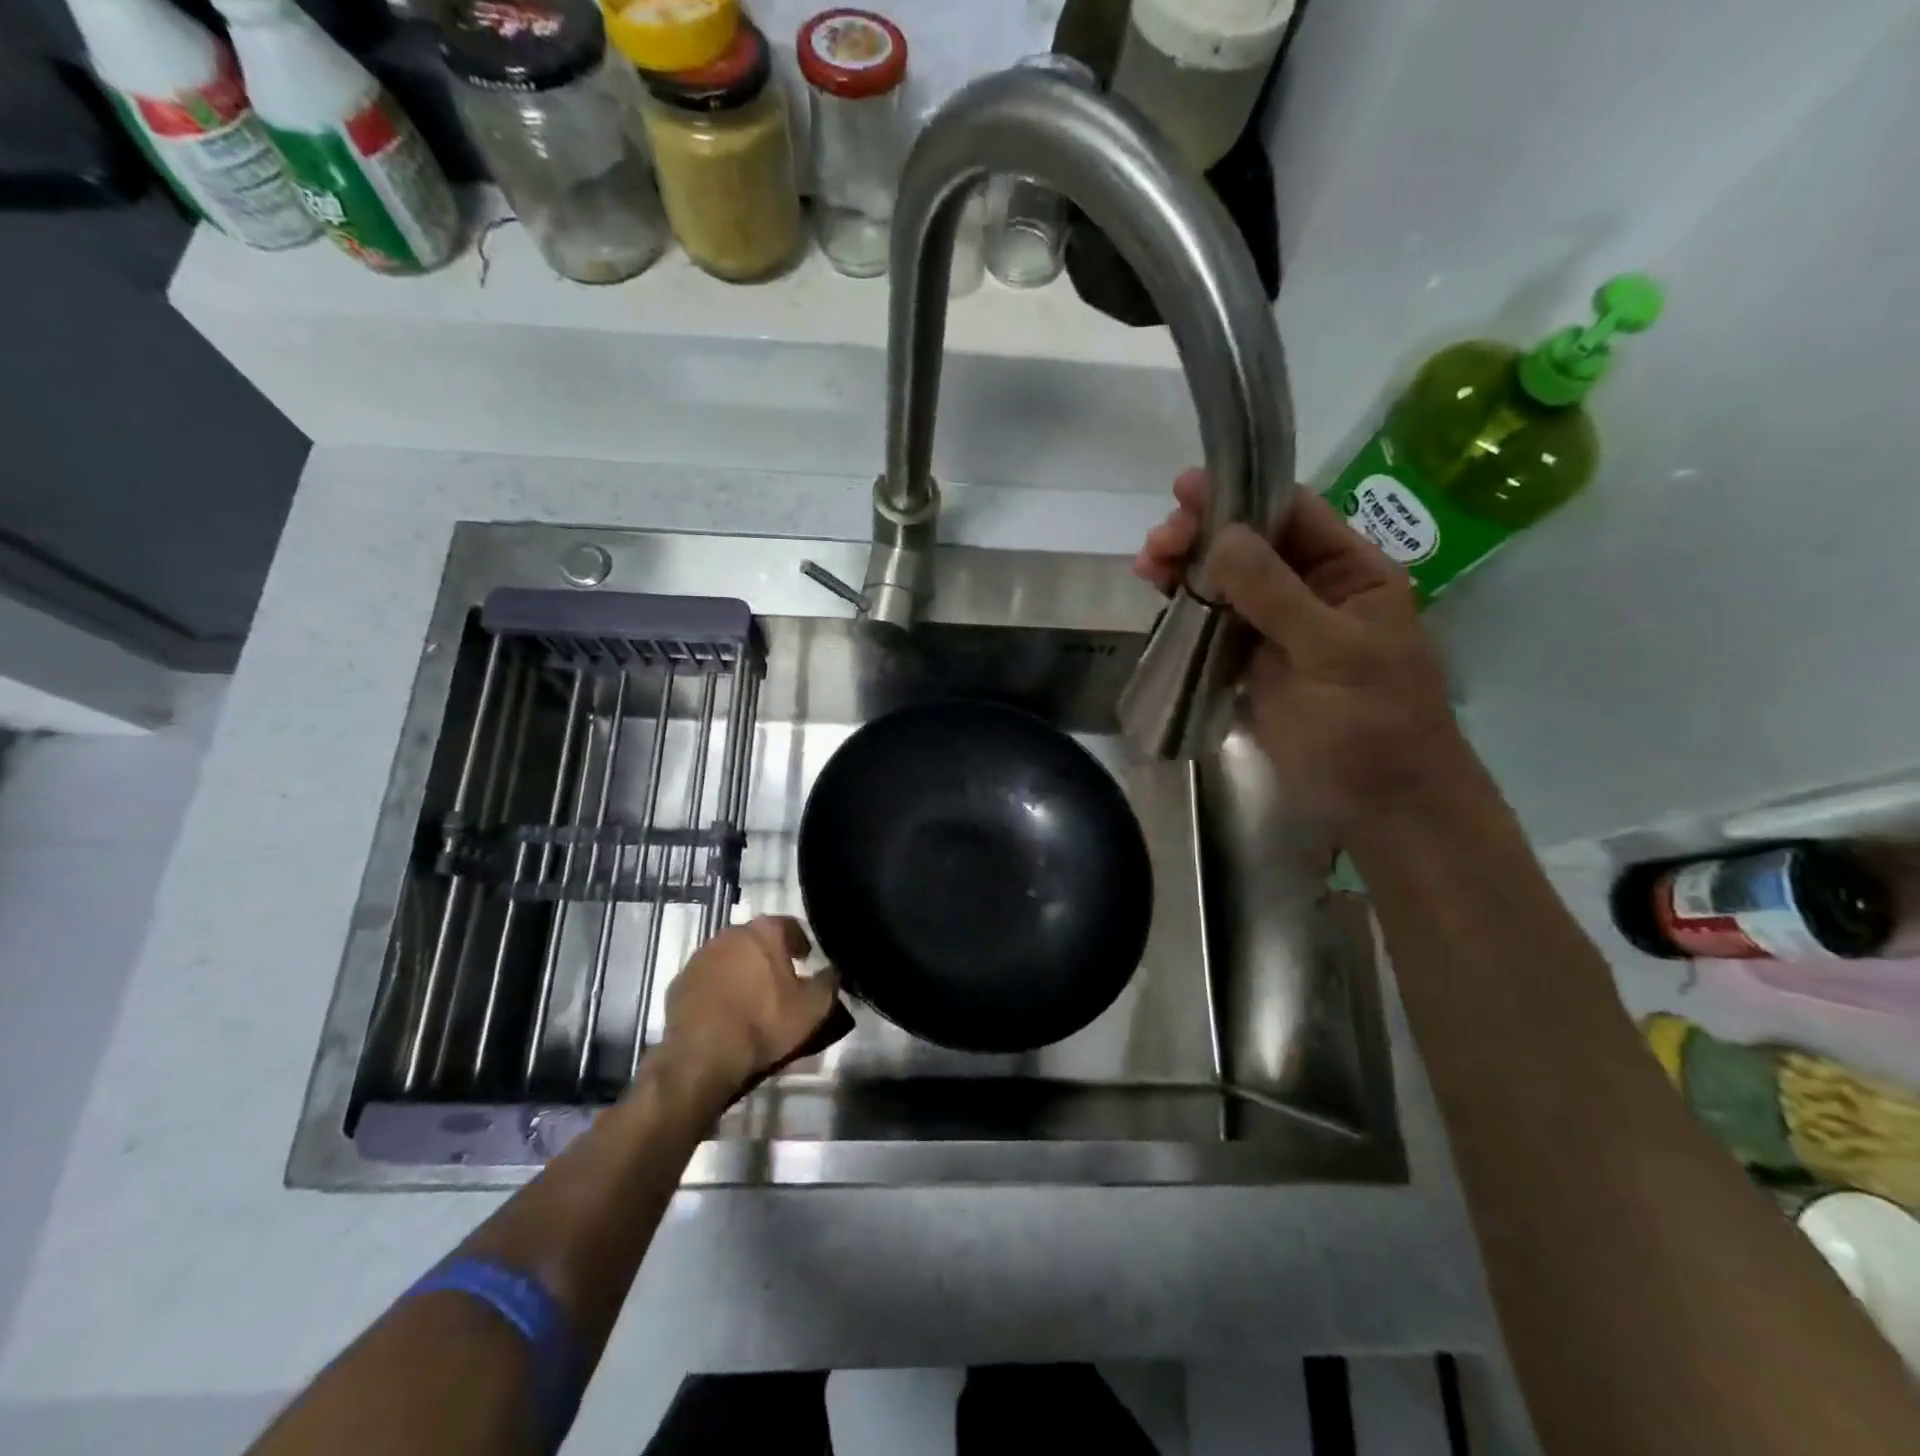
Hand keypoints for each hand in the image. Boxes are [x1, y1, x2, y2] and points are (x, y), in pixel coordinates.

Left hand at [656, 917, 840, 1100]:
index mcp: (765, 931)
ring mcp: (700, 956)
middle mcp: (731, 933)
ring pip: (730, 957)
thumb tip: (835, 970)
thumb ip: (830, 982)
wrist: (703, 1057)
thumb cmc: (764, 1023)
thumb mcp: (813, 1007)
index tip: (807, 962)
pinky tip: (725, 1013)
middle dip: (769, 956)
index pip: (790, 926)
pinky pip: (707, 979)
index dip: (801, 944)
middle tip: (780, 982)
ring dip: (741, 971)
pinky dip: (718, 989)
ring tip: (751, 999)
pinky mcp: (679, 981)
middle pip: (757, 940)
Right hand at [1134, 469, 1485, 828]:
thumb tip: (1221, 536)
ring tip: (1147, 566)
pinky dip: (1185, 609)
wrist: (1380, 806)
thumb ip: (1276, 594)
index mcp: (1350, 574)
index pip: (1293, 515)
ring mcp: (1277, 630)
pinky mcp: (1249, 665)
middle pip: (1249, 545)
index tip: (1185, 490)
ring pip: (1225, 584)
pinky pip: (1213, 625)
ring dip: (1185, 570)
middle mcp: (1311, 591)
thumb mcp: (1332, 653)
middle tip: (1157, 544)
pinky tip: (1158, 598)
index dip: (1239, 496)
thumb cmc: (1372, 726)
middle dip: (1201, 536)